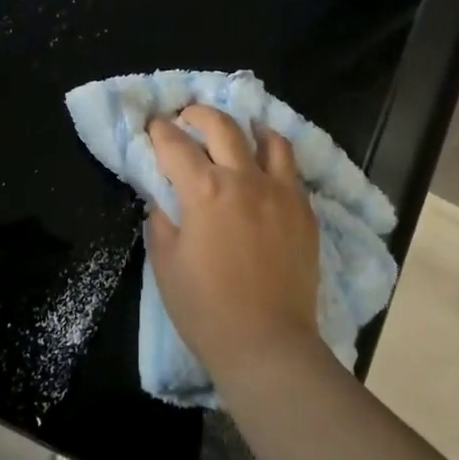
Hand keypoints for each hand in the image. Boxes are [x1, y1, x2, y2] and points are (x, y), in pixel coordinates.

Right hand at [146, 106, 320, 383]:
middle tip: (188, 117)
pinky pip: (291, 169)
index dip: (160, 130)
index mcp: (205, 191)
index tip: (154, 125)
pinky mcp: (304, 210)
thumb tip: (163, 197)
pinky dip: (274, 158)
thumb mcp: (166, 264)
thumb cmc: (206, 309)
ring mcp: (280, 192)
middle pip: (222, 126)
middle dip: (199, 114)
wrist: (267, 344)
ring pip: (268, 139)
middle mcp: (244, 179)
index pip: (175, 145)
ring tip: (238, 132)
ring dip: (247, 128)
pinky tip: (266, 169)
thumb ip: (161, 220)